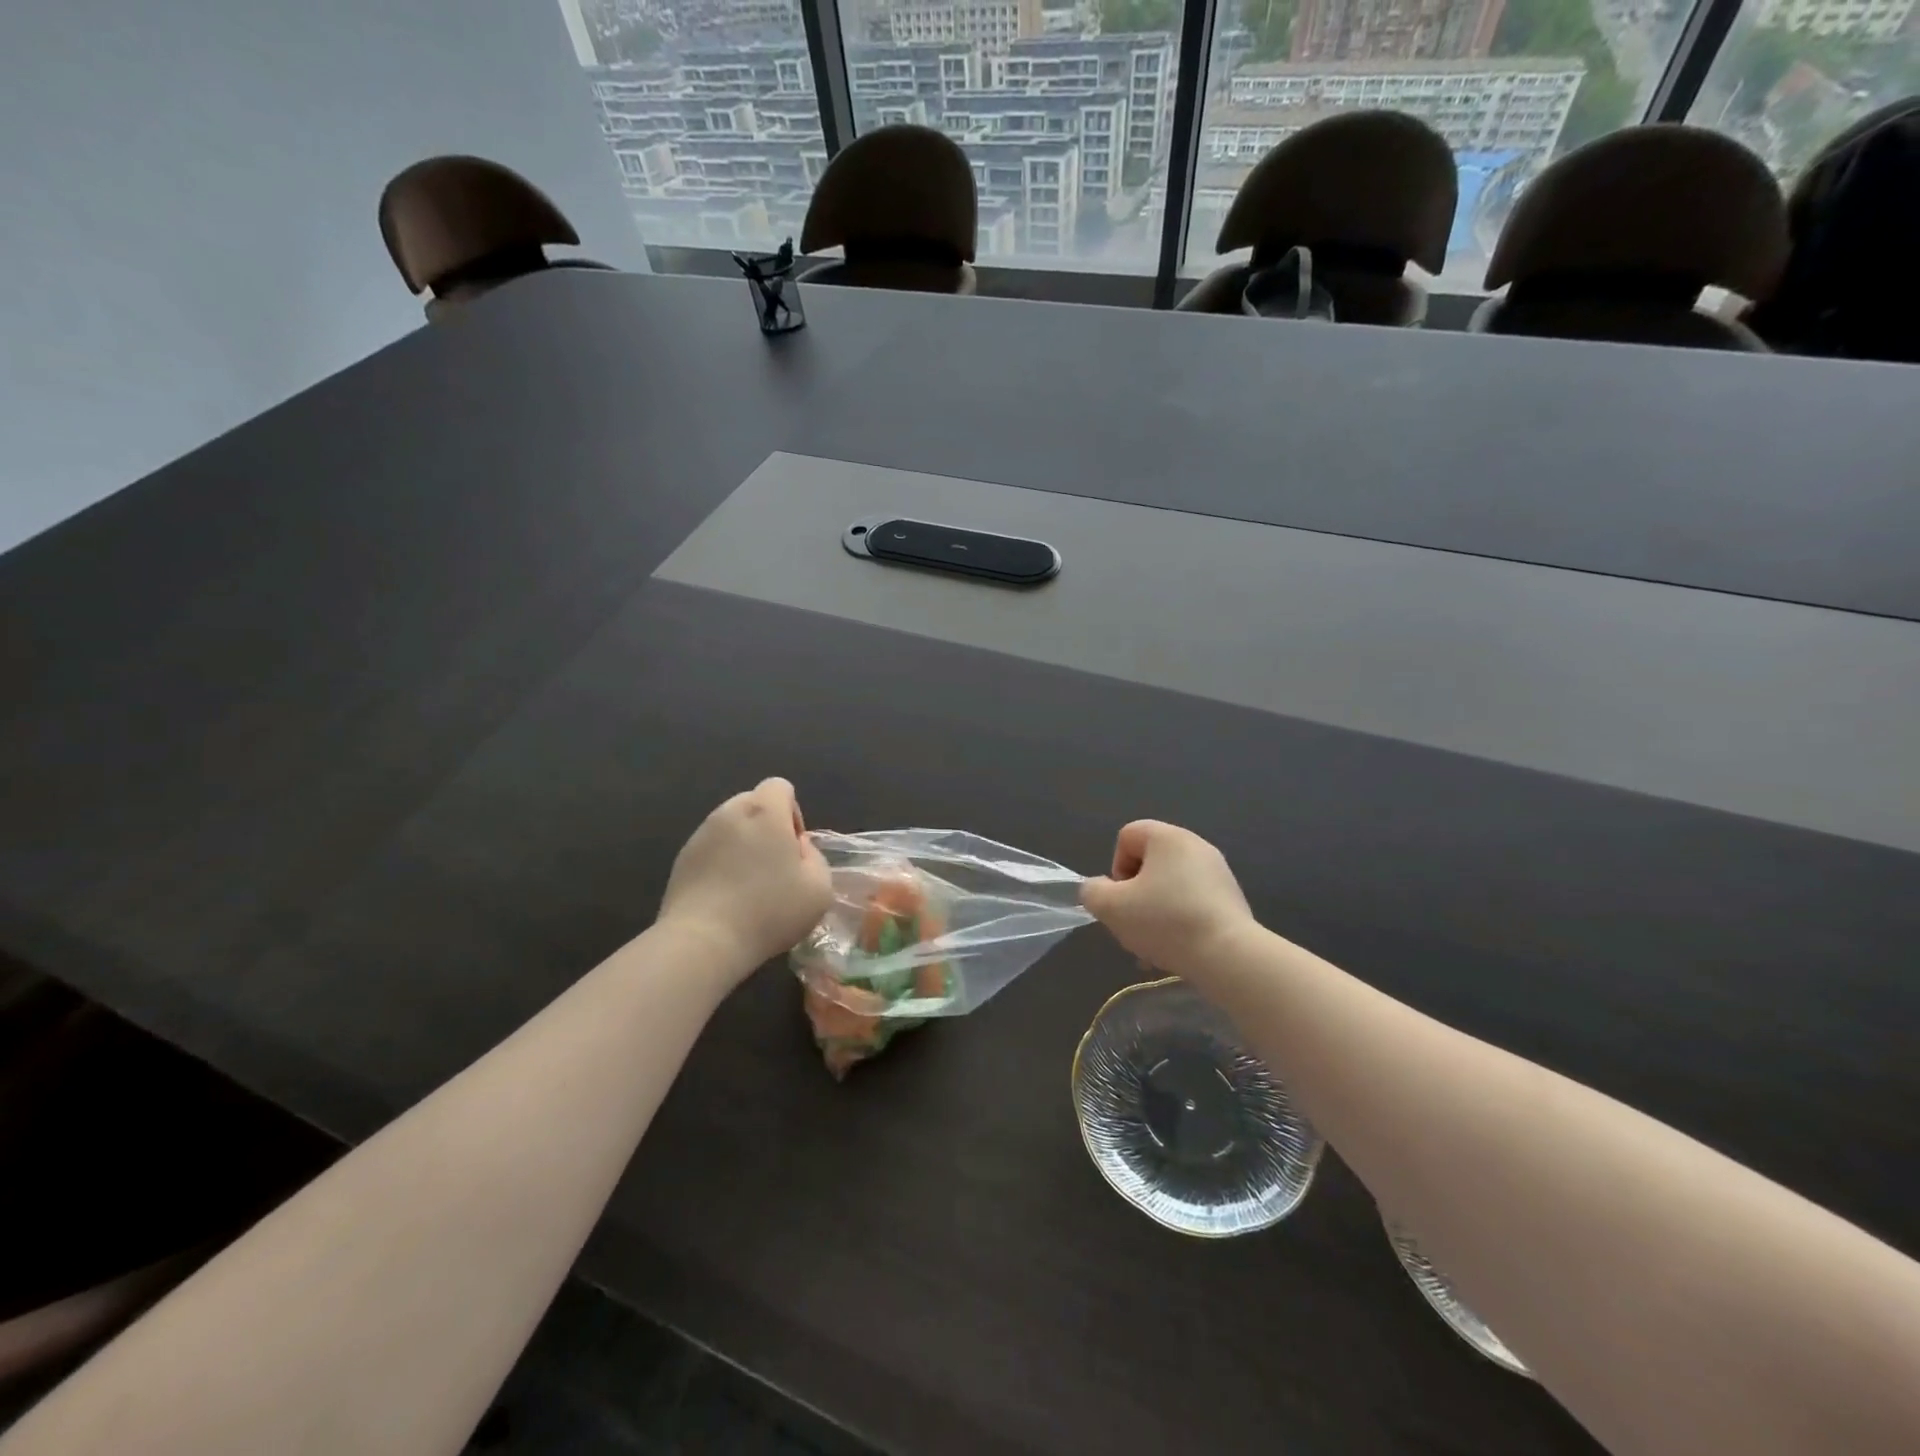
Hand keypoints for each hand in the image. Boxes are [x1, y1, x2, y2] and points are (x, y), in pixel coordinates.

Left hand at [659, 779, 832, 979]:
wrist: (704, 941)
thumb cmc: (770, 910)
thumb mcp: (819, 887)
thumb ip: (815, 856)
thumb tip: (797, 848)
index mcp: (765, 811)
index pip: (780, 786)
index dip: (792, 813)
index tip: (793, 849)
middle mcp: (729, 813)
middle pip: (753, 803)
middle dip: (767, 826)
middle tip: (774, 867)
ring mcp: (701, 835)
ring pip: (730, 826)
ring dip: (742, 845)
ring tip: (748, 885)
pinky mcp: (681, 859)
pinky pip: (710, 849)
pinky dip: (721, 863)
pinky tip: (726, 897)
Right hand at [1080, 821, 1255, 977]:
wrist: (1228, 956)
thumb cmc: (1165, 921)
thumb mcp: (1111, 907)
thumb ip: (1093, 892)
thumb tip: (1100, 889)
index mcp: (1168, 837)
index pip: (1127, 836)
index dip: (1116, 868)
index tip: (1123, 899)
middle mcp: (1196, 846)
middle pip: (1149, 863)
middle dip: (1135, 895)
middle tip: (1135, 924)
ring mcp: (1218, 873)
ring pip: (1170, 887)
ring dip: (1155, 912)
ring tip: (1155, 945)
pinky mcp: (1231, 899)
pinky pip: (1192, 903)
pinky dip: (1180, 921)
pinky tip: (1178, 950)